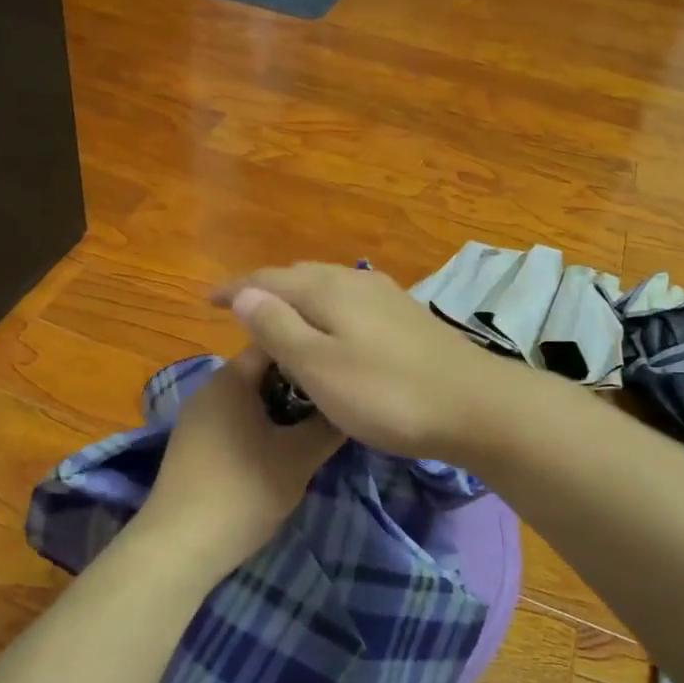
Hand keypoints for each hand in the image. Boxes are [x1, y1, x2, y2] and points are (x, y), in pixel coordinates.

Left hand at [136, 348, 343, 584]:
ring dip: (281, 409)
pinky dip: (260, 427)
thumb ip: (329, 425)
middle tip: (334, 402)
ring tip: (314, 428)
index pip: (276, 342)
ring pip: (249, 399)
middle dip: (299, 384)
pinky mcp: (192, 446)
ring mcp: (197, 418)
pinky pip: (234, 421)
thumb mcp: (300, 457)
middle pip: (263, 371)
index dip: (310, 350)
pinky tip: (280, 452)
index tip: (339, 367)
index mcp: (231, 377)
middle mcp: (209, 388)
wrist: (179, 547)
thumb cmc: (244, 490)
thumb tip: (350, 403)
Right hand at [214, 264, 512, 461]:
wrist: (476, 406)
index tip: (206, 300)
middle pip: (299, 276)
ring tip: (279, 321)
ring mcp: (386, 297)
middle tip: (240, 312)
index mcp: (328, 289)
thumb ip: (278, 327)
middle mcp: (356, 281)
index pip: (268, 278)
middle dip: (266, 290)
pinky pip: (350, 303)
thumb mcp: (319, 366)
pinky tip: (332, 332)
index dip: (235, 288)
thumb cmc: (387, 393)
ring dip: (297, 300)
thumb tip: (244, 292)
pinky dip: (326, 312)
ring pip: (328, 288)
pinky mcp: (407, 318)